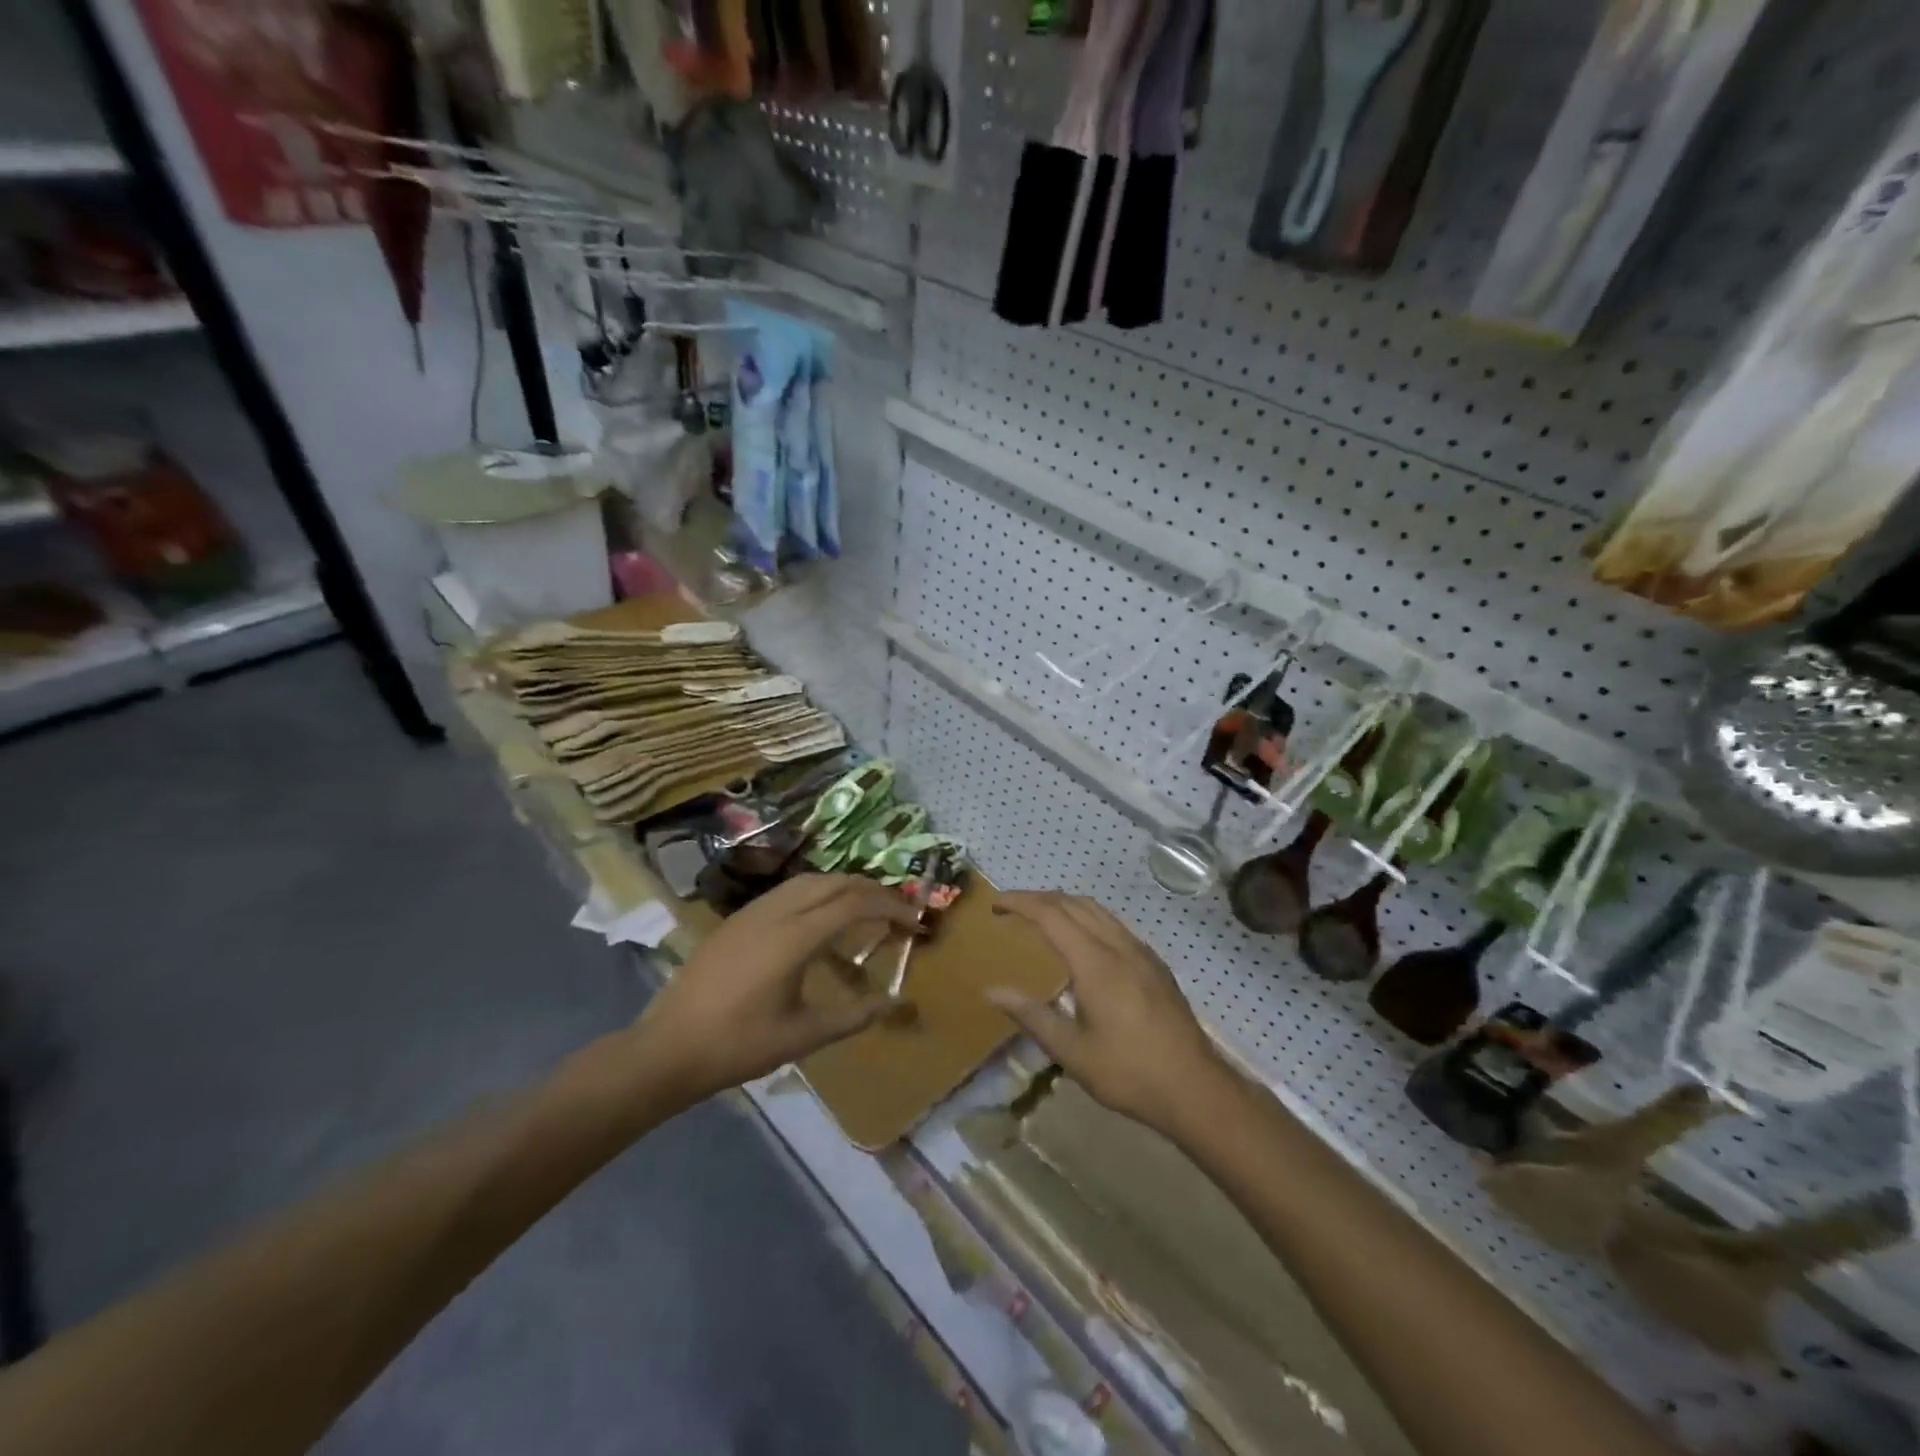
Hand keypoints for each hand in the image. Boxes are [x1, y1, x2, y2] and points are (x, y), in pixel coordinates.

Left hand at [633, 875, 920, 1108]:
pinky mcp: (738, 920)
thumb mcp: (803, 1036)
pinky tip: (821, 924)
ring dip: (844, 888)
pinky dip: (818, 895)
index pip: (855, 903)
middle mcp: (776, 911)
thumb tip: (897, 1003)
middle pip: (835, 882)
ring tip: (867, 910)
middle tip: (899, 911)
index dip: (891, 907)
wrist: (667, 1048)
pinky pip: (789, 892)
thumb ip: (854, 1016)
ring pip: (810, 881)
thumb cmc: (738, 1045)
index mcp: (795, 936)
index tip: (915, 922)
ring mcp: (753, 911)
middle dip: (873, 890)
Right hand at [986, 891, 1231, 1138]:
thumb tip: (992, 991)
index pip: (1050, 914)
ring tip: (1040, 918)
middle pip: (1073, 904)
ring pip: (1097, 910)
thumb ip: (1031, 1015)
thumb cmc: (1128, 1073)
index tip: (995, 904)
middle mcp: (1118, 946)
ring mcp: (1141, 952)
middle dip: (1038, 898)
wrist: (1195, 1088)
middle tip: (1010, 910)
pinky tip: (1082, 941)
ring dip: (1064, 904)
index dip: (1020, 902)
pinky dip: (1087, 918)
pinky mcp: (1155, 964)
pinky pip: (1114, 924)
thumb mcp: (1072, 1052)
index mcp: (1095, 962)